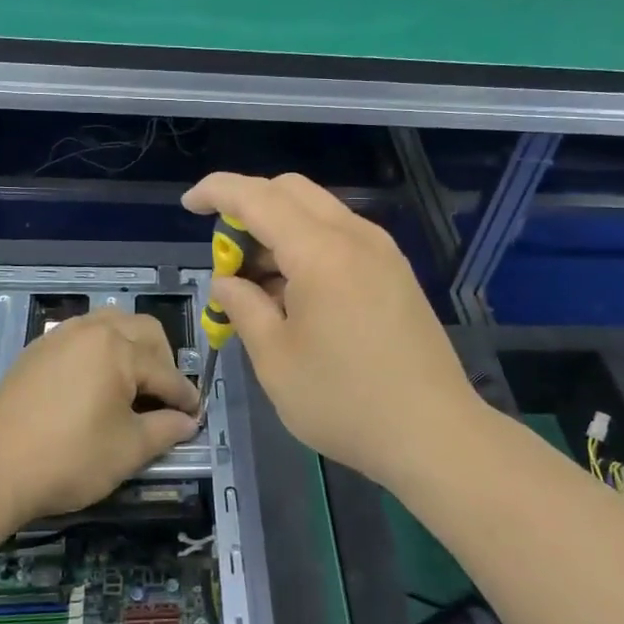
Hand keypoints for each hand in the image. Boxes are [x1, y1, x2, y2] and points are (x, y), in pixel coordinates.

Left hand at [0, 308, 199, 519]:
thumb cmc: (70, 459)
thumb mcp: (128, 449)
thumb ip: (165, 430)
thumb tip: (187, 422)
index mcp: (118, 348)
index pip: (165, 371)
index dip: (185, 396)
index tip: (195, 415)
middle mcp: (92, 330)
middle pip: (143, 331)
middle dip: (163, 360)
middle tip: (165, 396)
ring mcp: (60, 336)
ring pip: (111, 323)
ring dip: (131, 345)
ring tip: (133, 381)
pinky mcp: (37, 349)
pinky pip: (81, 334)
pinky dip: (100, 348)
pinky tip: (96, 380)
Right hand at [182, 172, 483, 486]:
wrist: (434, 433)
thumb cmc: (344, 400)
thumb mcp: (275, 359)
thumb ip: (244, 307)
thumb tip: (227, 282)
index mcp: (320, 251)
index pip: (257, 197)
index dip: (217, 192)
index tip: (189, 204)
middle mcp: (354, 236)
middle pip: (291, 191)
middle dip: (248, 208)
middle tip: (227, 256)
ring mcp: (382, 251)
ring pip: (318, 212)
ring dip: (279, 230)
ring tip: (258, 286)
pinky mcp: (395, 272)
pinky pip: (341, 237)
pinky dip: (308, 247)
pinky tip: (296, 295)